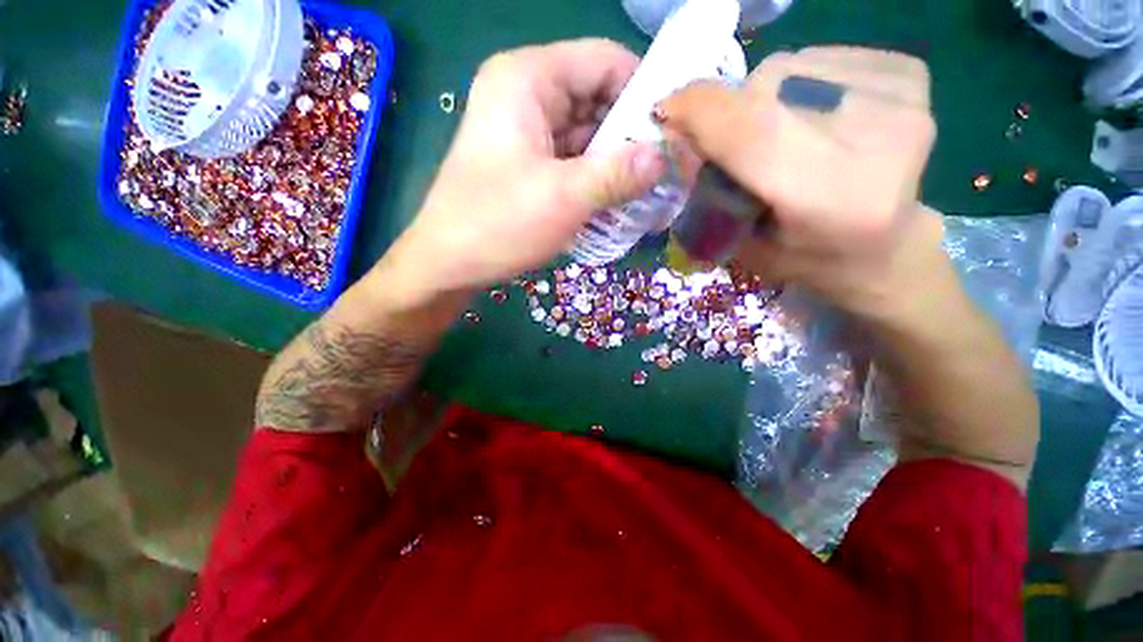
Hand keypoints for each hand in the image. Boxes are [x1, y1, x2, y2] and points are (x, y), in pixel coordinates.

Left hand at [386, 39, 665, 296]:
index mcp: (528, 79)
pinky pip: (571, 162)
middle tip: (668, 171)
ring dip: (616, 165)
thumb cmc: (499, 223)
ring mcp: (525, 133)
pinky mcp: (527, 164)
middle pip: (597, 101)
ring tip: (651, 192)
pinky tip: (618, 203)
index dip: (643, 93)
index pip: (605, 62)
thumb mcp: (565, 197)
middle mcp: (526, 96)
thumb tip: (665, 156)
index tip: (673, 133)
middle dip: (632, 138)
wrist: (448, 263)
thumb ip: (619, 173)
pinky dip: (595, 180)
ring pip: (586, 137)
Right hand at [658, 46, 937, 319]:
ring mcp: (899, 98)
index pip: (749, 131)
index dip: (698, 112)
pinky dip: (799, 83)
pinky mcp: (909, 74)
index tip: (665, 111)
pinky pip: (822, 57)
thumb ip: (708, 192)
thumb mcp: (743, 245)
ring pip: (791, 65)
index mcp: (825, 197)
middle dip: (730, 110)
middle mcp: (872, 138)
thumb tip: (676, 135)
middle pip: (767, 87)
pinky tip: (814, 119)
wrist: (890, 249)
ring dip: (764, 96)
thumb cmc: (809, 260)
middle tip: (733, 144)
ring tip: (779, 135)